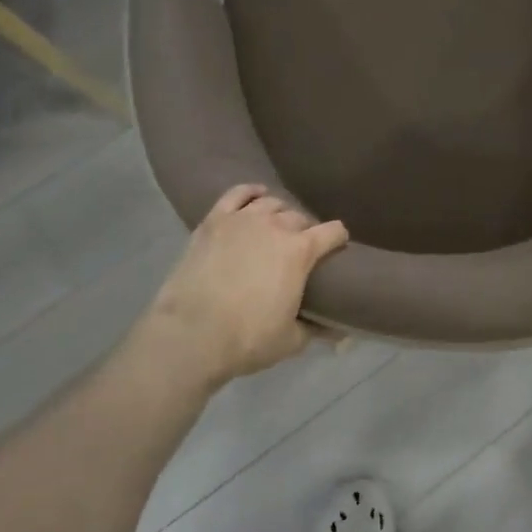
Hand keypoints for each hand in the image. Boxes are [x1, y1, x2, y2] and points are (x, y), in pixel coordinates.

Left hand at [146, 185, 349, 386]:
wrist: (191, 334)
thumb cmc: (248, 338)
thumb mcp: (291, 340)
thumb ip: (316, 329)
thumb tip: (340, 334)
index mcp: (300, 251)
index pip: (333, 232)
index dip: (339, 239)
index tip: (339, 247)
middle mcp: (275, 226)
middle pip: (300, 217)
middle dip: (306, 229)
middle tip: (301, 246)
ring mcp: (242, 219)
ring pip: (270, 202)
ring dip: (279, 212)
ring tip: (277, 224)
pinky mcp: (213, 221)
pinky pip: (237, 194)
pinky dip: (250, 192)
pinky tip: (255, 195)